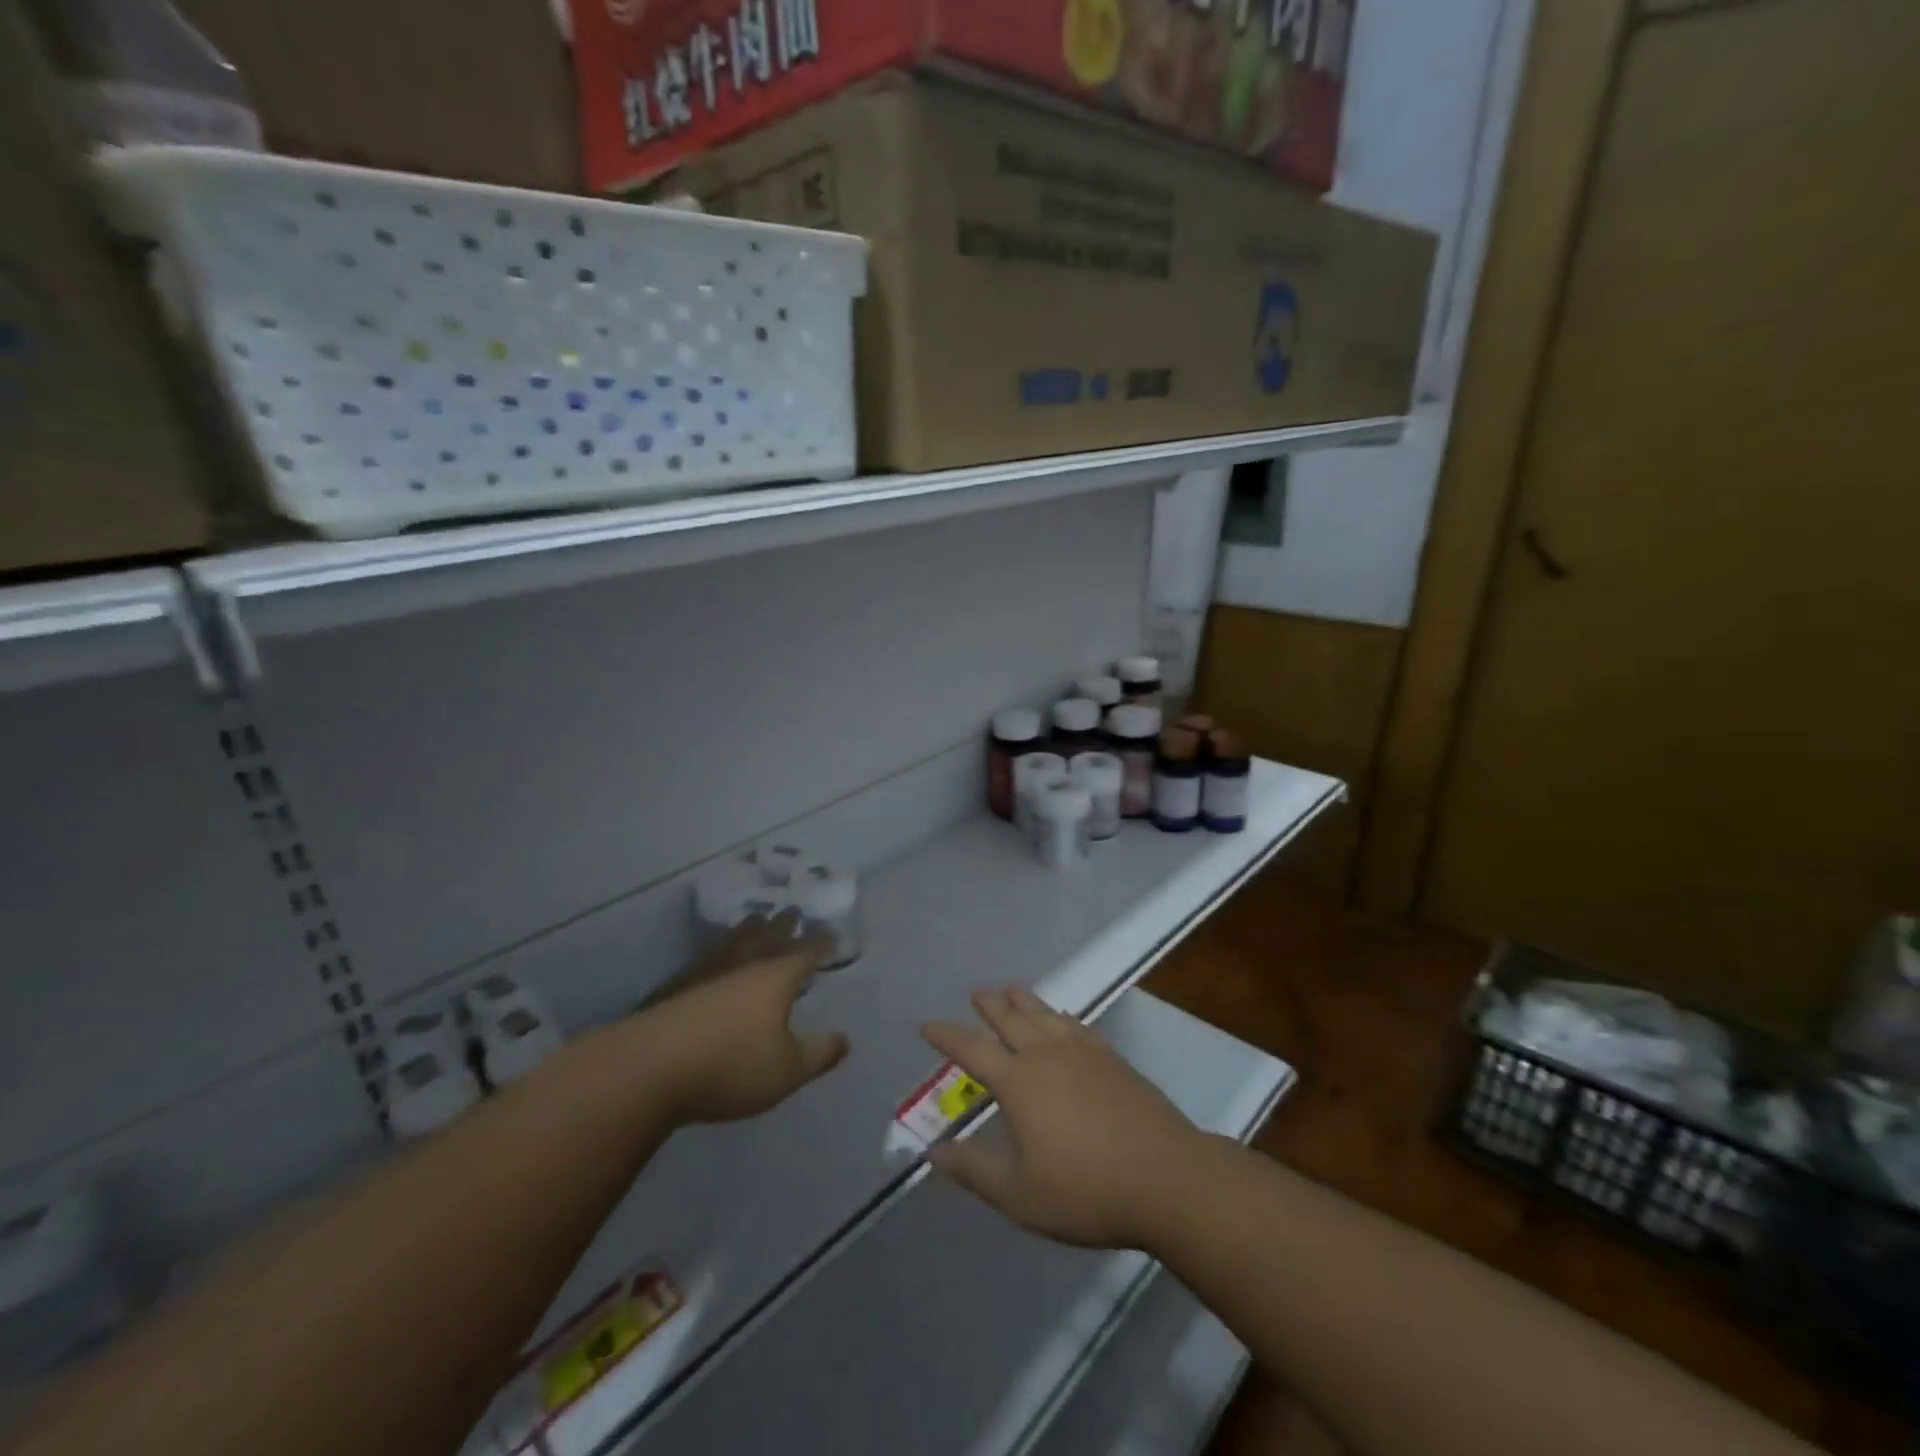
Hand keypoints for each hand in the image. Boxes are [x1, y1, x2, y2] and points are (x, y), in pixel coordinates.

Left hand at [636, 918, 848, 1123]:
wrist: (647, 1069)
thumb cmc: (730, 1066)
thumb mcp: (787, 1070)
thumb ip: (819, 1054)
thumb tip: (844, 1039)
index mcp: (774, 977)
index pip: (804, 953)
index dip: (819, 945)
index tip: (831, 937)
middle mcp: (742, 965)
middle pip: (767, 937)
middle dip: (783, 926)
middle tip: (791, 912)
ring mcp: (705, 972)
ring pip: (734, 942)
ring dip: (748, 930)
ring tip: (756, 920)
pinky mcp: (675, 987)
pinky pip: (706, 958)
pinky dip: (718, 952)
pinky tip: (713, 958)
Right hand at [921, 987, 1206, 1250]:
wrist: (1165, 1177)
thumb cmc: (1085, 1190)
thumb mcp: (1018, 1194)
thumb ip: (972, 1169)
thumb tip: (932, 1149)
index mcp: (1018, 1081)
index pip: (972, 1049)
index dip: (947, 1035)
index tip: (927, 1025)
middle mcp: (1046, 1054)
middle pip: (1010, 1019)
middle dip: (989, 1005)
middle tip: (976, 992)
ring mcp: (1082, 1052)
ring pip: (1044, 1014)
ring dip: (1024, 1001)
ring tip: (1011, 989)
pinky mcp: (1111, 1059)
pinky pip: (1076, 1025)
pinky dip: (1059, 1015)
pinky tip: (1061, 1017)